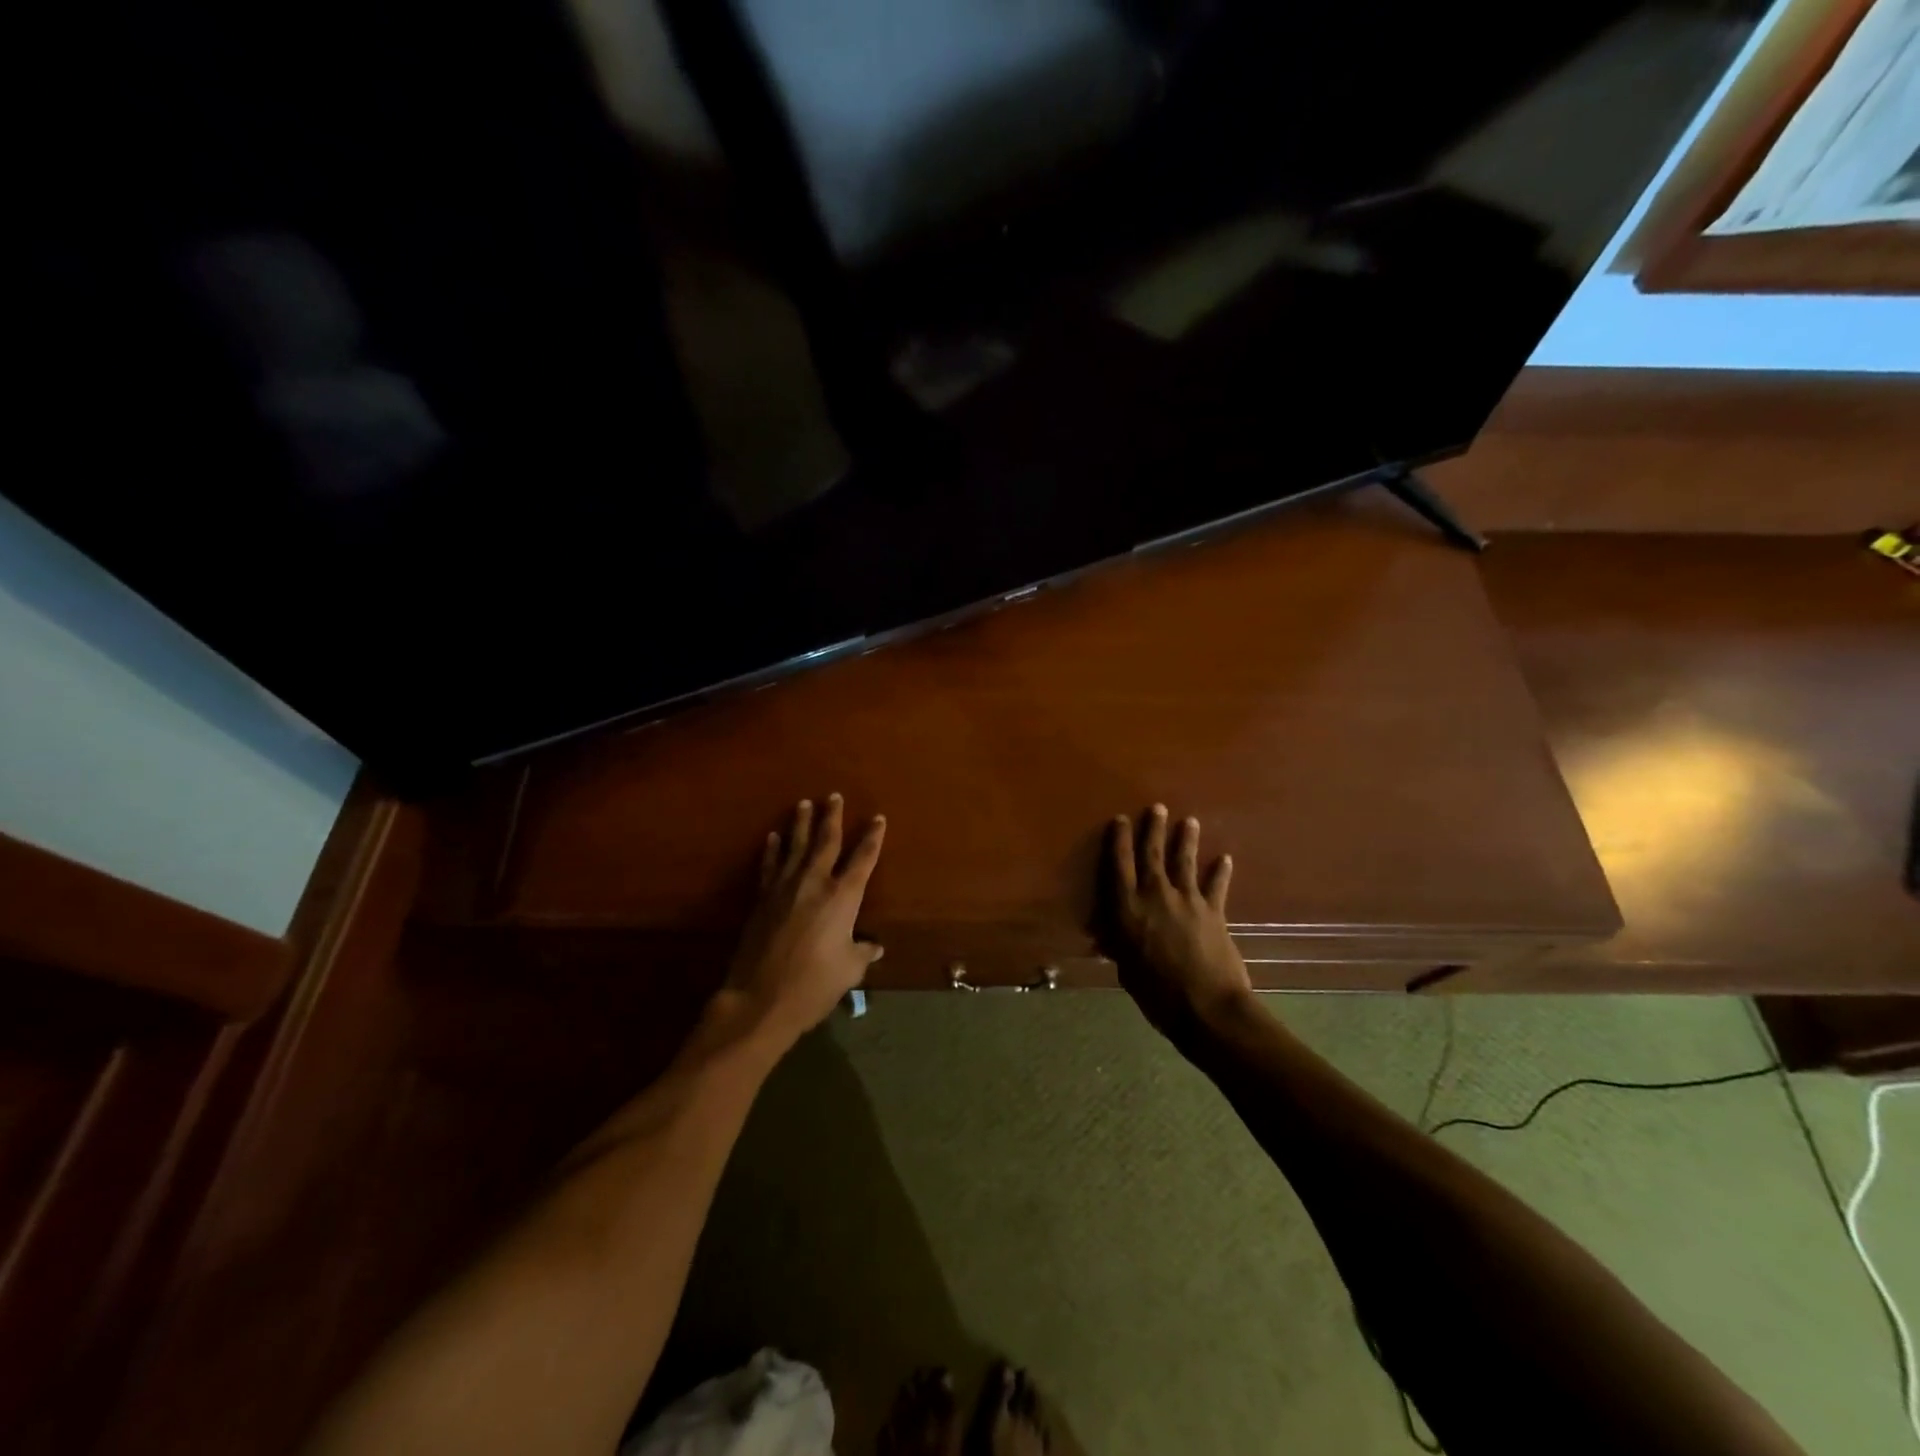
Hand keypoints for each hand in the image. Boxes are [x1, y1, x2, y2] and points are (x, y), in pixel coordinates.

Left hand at [726, 794, 885, 1045]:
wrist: (760, 999)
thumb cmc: (814, 985)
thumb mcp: (849, 971)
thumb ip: (862, 952)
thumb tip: (875, 946)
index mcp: (843, 898)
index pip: (863, 859)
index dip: (872, 837)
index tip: (878, 818)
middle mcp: (814, 883)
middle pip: (826, 841)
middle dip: (832, 817)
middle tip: (834, 796)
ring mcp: (784, 888)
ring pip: (794, 846)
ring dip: (800, 824)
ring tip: (804, 804)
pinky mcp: (762, 900)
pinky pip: (769, 866)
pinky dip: (772, 850)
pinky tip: (773, 837)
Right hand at [1107, 805, 1251, 1040]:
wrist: (1207, 1007)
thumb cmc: (1157, 994)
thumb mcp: (1127, 971)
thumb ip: (1120, 947)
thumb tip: (1108, 938)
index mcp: (1128, 909)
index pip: (1119, 866)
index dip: (1119, 841)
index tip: (1120, 820)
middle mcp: (1155, 896)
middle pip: (1152, 855)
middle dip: (1153, 829)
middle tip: (1158, 807)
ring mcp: (1187, 901)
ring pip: (1185, 862)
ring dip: (1186, 840)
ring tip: (1190, 821)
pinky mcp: (1214, 912)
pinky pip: (1216, 886)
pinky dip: (1221, 871)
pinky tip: (1225, 858)